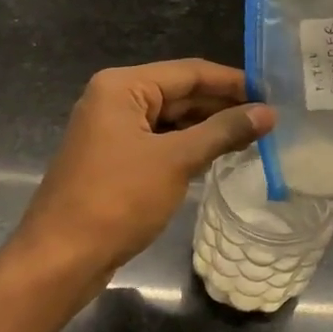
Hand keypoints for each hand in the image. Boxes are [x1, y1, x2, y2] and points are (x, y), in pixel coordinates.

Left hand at [4, 59, 274, 292]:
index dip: (233, 82)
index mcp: (123, 86)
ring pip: (171, 119)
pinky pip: (160, 141)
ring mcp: (112, 130)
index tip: (272, 93)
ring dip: (209, 127)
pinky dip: (189, 146)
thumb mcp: (176, 161)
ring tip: (254, 136)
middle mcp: (115, 100)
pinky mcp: (115, 159)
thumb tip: (268, 113)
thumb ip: (223, 132)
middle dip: (223, 105)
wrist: (60, 260)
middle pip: (180, 92)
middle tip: (269, 118)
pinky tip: (219, 155)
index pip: (190, 72)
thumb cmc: (117, 200)